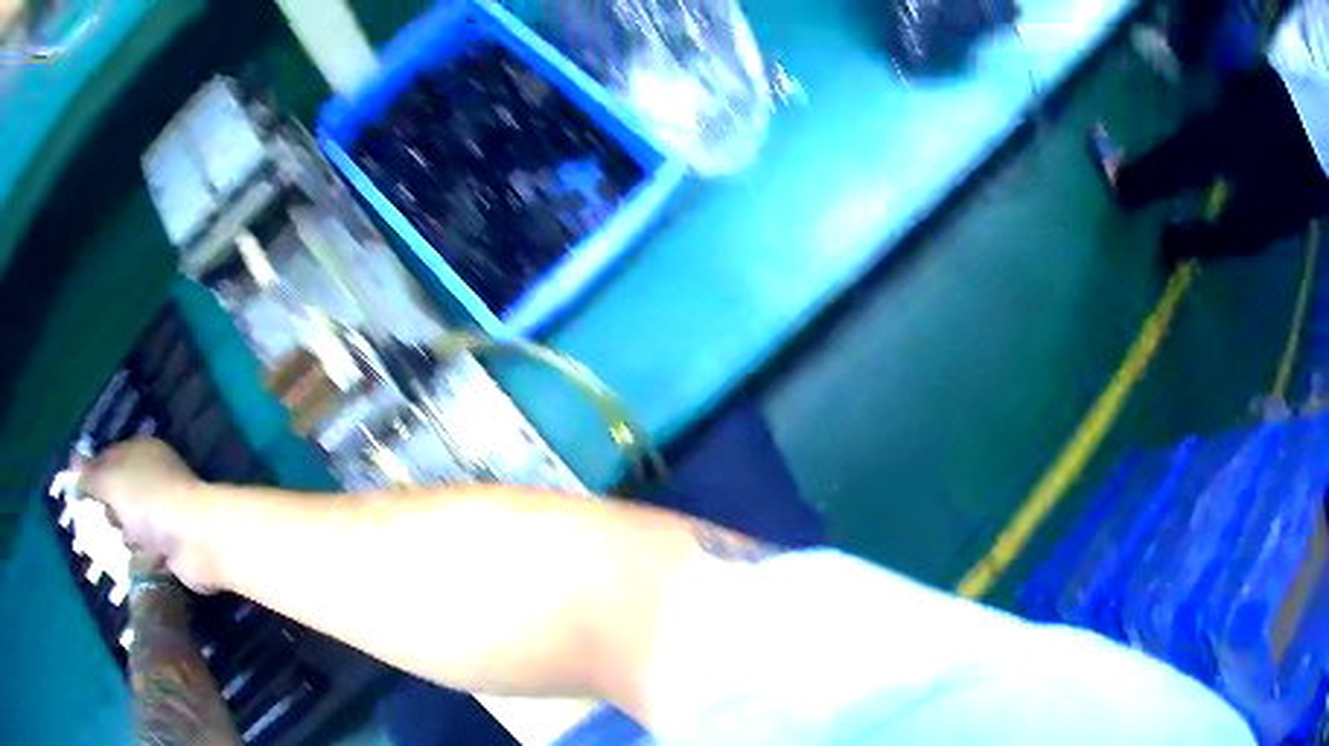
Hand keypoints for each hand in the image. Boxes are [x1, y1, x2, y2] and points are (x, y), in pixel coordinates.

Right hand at [79, 438, 219, 591]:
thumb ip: (91, 475)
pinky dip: (142, 556)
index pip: (108, 459)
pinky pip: (147, 550)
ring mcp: (164, 512)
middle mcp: (153, 478)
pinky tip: (141, 559)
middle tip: (109, 518)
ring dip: (127, 536)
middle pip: (119, 495)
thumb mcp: (112, 481)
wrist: (198, 541)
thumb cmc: (150, 502)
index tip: (80, 491)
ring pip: (131, 525)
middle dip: (110, 510)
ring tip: (131, 540)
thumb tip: (72, 462)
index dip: (93, 474)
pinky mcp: (173, 545)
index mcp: (141, 452)